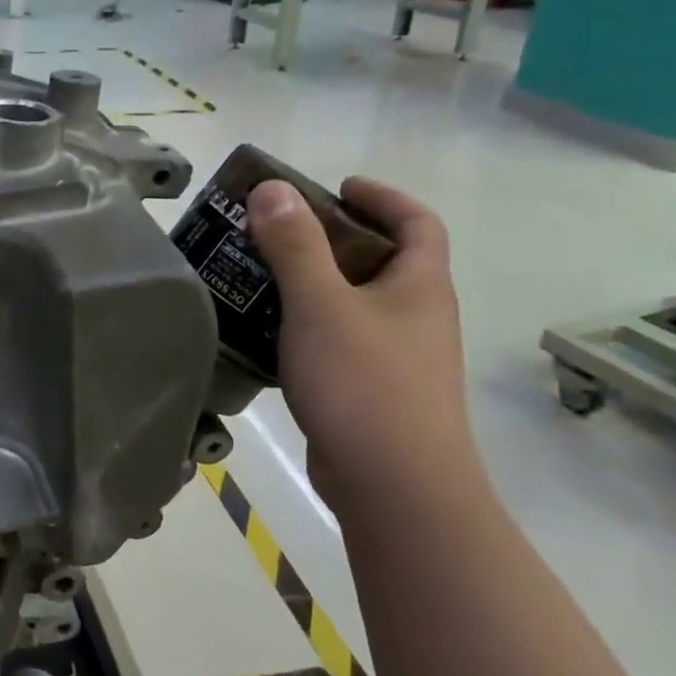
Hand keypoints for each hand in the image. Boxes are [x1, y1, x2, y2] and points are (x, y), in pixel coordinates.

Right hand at [245, 176, 482, 517]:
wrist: (396, 489)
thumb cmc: (365, 384)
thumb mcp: (321, 305)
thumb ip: (295, 245)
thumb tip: (272, 188)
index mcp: (419, 286)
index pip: (418, 222)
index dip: (382, 197)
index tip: (336, 187)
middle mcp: (415, 316)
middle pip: (379, 260)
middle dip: (329, 238)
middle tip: (274, 230)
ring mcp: (396, 356)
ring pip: (352, 302)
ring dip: (310, 282)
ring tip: (255, 274)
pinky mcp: (369, 390)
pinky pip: (335, 339)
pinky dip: (303, 324)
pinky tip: (263, 331)